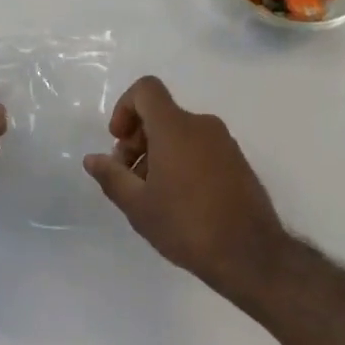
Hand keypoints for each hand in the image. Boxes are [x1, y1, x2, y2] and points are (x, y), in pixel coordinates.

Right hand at [83, 76, 287, 299]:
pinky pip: (200, 148)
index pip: (146, 89)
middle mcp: (202, 125)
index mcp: (175, 127)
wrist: (251, 255)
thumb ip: (111, 176)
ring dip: (158, 153)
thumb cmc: (187, 225)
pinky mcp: (238, 162)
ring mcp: (224, 143)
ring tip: (152, 195)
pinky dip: (182, 161)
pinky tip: (179, 201)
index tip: (119, 141)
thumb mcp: (138, 206)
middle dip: (137, 139)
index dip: (125, 107)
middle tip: (129, 178)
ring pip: (180, 133)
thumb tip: (93, 159)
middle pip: (161, 114)